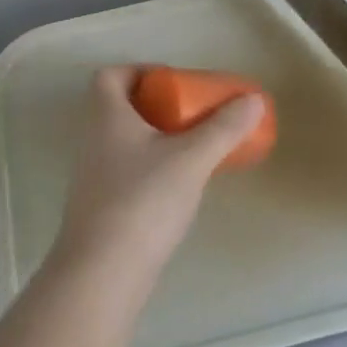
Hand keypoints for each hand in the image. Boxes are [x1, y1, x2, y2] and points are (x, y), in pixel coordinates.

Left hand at [51, 65, 264, 293]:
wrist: (102, 274)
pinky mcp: (101, 209)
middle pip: (122, 108)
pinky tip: (180, 187)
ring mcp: (94, 178)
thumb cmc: (143, 201)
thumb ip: (224, 128)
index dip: (139, 71)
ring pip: (126, 143)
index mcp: (107, 117)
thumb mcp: (191, 159)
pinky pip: (128, 173)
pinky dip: (153, 169)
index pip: (110, 76)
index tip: (174, 82)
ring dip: (158, 139)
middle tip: (195, 115)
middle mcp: (93, 141)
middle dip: (159, 107)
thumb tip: (253, 99)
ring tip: (196, 149)